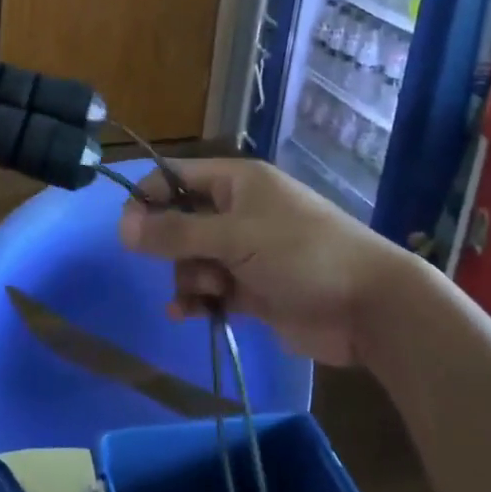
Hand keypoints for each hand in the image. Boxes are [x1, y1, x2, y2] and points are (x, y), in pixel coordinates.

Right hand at [117, 158, 404, 365]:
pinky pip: (211, 289)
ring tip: (207, 292)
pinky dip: (198, 300)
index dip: (148, 198)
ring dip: (188, 276)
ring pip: (193, 258)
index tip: (126, 230)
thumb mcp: (234, 236)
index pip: (176, 177)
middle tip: (175, 265)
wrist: (368, 306)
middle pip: (181, 221)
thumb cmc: (300, 253)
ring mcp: (246, 251)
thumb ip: (176, 232)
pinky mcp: (254, 289)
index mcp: (236, 182)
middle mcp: (238, 211)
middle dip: (171, 245)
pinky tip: (187, 314)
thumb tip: (122, 226)